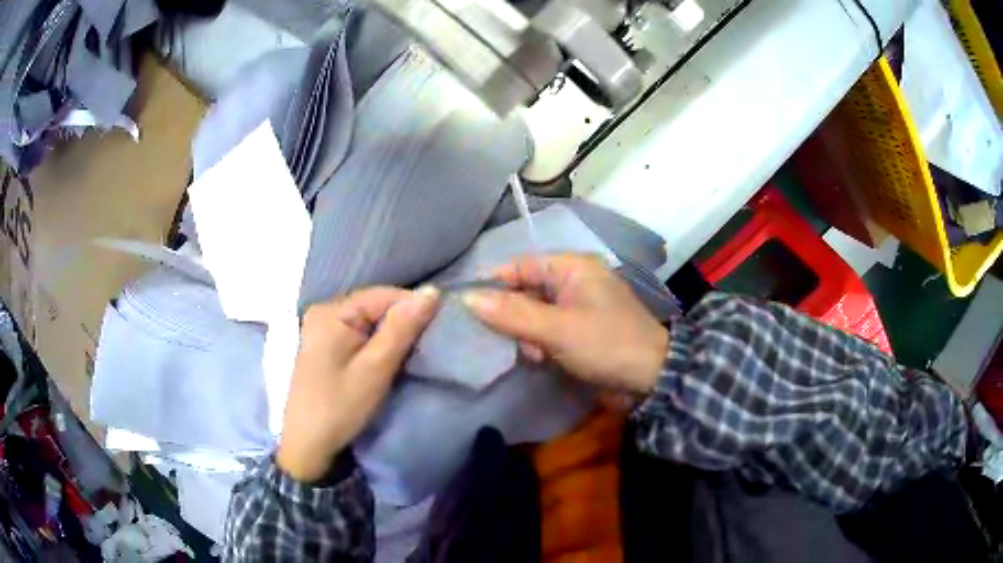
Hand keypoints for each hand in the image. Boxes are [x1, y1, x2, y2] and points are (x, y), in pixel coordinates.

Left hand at [277, 286, 438, 482]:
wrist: (307, 445)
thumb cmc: (339, 407)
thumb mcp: (375, 369)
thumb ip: (401, 329)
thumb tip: (432, 292)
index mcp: (331, 312)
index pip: (383, 295)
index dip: (413, 307)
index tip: (439, 329)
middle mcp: (324, 311)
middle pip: (374, 305)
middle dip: (403, 321)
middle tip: (427, 344)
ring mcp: (321, 328)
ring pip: (369, 320)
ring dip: (392, 333)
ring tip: (412, 352)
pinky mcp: (324, 345)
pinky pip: (359, 333)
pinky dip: (377, 343)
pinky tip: (388, 358)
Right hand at [463, 254, 668, 393]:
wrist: (650, 379)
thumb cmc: (606, 344)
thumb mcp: (557, 329)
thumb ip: (512, 314)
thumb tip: (466, 298)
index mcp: (572, 268)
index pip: (520, 266)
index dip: (494, 283)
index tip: (470, 306)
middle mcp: (574, 282)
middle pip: (525, 291)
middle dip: (514, 317)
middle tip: (514, 341)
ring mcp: (578, 307)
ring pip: (534, 314)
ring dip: (528, 335)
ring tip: (536, 355)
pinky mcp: (580, 331)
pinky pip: (548, 330)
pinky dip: (541, 344)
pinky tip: (544, 361)